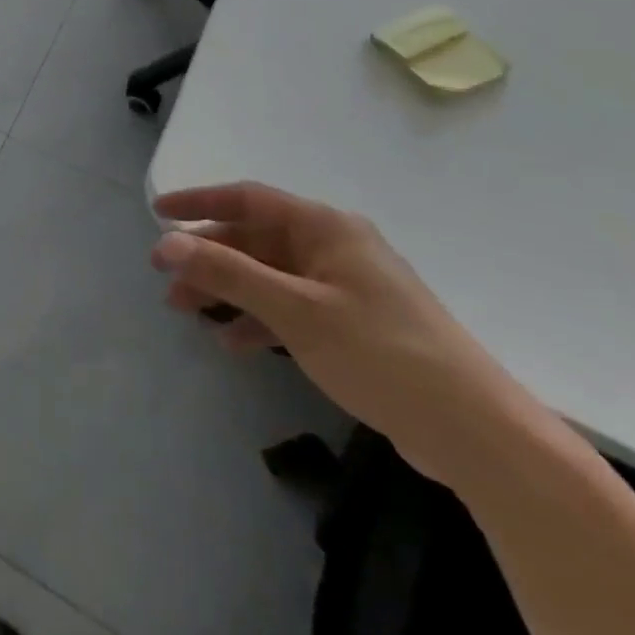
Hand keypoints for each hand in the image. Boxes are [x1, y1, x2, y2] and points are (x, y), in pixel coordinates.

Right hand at [151, 182, 528, 485]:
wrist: (477, 435)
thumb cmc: (382, 355)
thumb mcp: (295, 310)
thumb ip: (228, 272)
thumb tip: (167, 242)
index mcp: (326, 228)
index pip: (248, 199)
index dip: (199, 202)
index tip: (157, 214)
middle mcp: (335, 248)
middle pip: (254, 239)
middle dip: (206, 256)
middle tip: (163, 276)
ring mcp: (345, 287)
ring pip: (267, 275)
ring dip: (225, 289)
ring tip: (184, 310)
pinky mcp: (352, 325)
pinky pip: (288, 308)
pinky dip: (256, 319)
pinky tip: (231, 342)